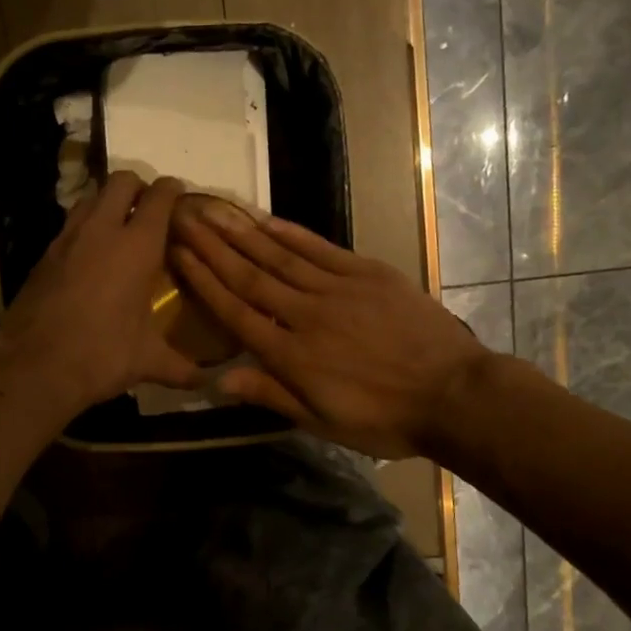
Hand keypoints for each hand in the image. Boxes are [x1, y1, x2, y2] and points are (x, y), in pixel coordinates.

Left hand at [0, 172, 201, 414]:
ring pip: (90, 198)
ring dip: (107, 203)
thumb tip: (208, 384)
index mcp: (137, 246)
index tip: (179, 196)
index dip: (172, 190)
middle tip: (148, 210)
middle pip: (120, 181)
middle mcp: (102, 230)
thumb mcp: (147, 361)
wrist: (33, 365)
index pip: (159, 197)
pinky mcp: (43, 255)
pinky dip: (84, 229)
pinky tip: (89, 258)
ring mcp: (67, 239)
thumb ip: (181, 368)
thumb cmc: (101, 355)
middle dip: (137, 186)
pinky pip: (69, 226)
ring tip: (119, 229)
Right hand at [169, 200, 486, 458]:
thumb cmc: (384, 418)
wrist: (453, 394)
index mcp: (291, 356)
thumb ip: (270, 395)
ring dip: (241, 231)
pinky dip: (289, 231)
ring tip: (211, 209)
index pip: (235, 311)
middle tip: (182, 217)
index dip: (202, 281)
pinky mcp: (366, 273)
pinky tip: (264, 218)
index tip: (177, 253)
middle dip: (211, 246)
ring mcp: (337, 289)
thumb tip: (218, 380)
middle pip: (249, 275)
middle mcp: (305, 315)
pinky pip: (319, 248)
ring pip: (279, 256)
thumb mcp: (322, 421)